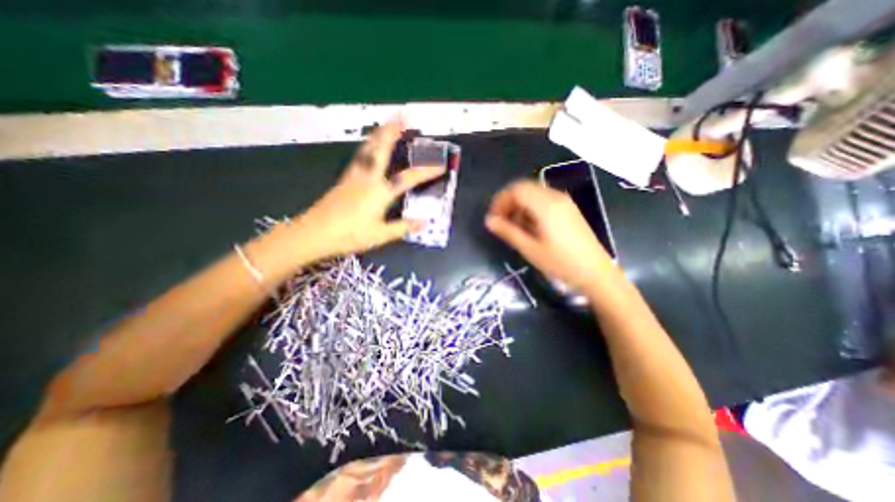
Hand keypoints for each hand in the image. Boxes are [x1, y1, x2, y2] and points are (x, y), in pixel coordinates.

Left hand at [288, 119, 441, 263]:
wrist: (314, 233)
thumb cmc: (349, 235)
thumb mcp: (380, 235)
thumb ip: (403, 227)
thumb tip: (424, 222)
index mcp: (379, 192)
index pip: (408, 178)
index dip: (425, 172)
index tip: (440, 166)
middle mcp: (367, 178)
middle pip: (381, 149)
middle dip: (392, 131)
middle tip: (402, 115)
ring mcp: (354, 176)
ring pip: (367, 149)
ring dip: (379, 134)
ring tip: (386, 123)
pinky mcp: (344, 179)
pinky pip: (359, 156)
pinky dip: (368, 146)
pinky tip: (369, 146)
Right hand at [483, 179, 615, 288]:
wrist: (596, 272)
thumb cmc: (561, 263)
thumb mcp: (530, 249)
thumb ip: (508, 232)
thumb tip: (488, 220)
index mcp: (545, 205)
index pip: (516, 190)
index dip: (500, 201)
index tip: (493, 218)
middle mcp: (555, 197)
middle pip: (524, 188)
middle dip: (508, 201)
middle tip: (500, 220)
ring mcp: (564, 202)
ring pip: (534, 192)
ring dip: (519, 204)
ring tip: (513, 224)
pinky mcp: (569, 209)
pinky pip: (544, 199)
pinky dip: (531, 207)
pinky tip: (529, 224)